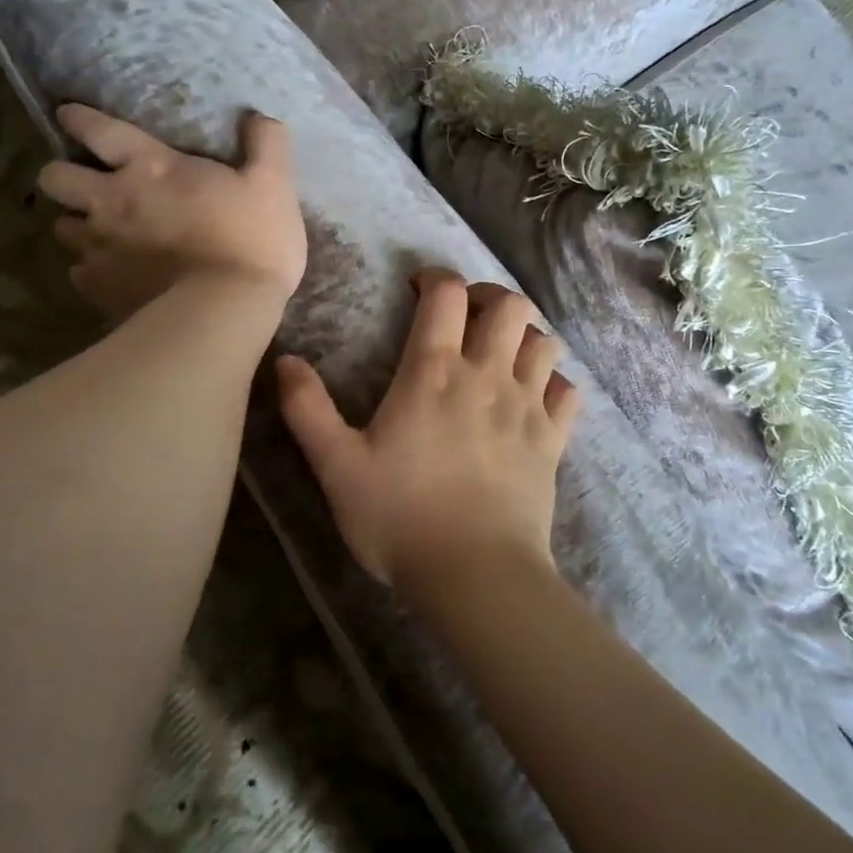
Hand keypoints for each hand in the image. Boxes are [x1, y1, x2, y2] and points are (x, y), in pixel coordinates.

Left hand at [39, 105, 306, 319]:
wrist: (227, 310)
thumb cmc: (253, 240)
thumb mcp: (274, 185)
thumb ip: (266, 145)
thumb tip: (260, 117)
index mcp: (151, 167)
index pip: (97, 129)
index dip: (77, 119)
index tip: (68, 116)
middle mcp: (112, 201)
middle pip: (53, 178)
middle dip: (63, 176)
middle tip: (89, 186)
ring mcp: (100, 248)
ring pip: (61, 228)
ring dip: (78, 225)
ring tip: (102, 234)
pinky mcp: (100, 289)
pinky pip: (79, 273)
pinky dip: (92, 271)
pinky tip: (115, 276)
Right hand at [275, 271, 581, 595]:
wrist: (475, 574)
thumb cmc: (400, 518)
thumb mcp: (336, 466)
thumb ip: (307, 409)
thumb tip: (284, 360)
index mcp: (434, 372)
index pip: (447, 294)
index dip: (435, 278)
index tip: (418, 288)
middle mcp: (487, 376)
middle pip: (510, 305)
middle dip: (489, 296)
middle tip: (467, 315)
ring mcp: (527, 406)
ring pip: (545, 341)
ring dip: (525, 335)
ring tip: (502, 352)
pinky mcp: (553, 440)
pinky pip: (568, 391)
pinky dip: (554, 382)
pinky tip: (535, 396)